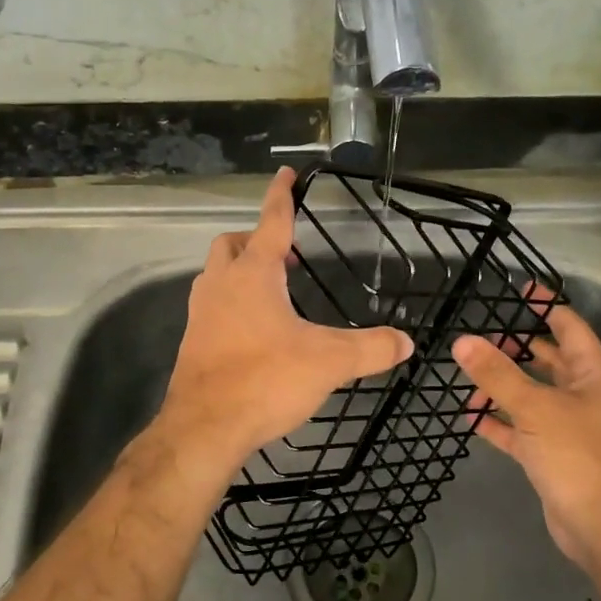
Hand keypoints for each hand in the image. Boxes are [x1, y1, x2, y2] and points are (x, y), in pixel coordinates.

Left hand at [160, 168, 413, 472]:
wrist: (204, 427)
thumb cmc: (265, 379)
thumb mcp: (328, 362)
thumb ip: (370, 348)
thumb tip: (407, 342)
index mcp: (253, 274)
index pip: (270, 221)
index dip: (281, 195)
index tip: (286, 173)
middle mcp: (220, 285)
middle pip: (231, 244)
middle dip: (255, 238)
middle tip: (285, 255)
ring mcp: (200, 313)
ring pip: (215, 274)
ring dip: (240, 271)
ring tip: (272, 291)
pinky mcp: (193, 341)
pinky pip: (211, 306)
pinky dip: (230, 303)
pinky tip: (253, 330)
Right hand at [452, 293, 600, 569]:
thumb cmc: (579, 456)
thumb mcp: (535, 408)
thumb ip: (497, 374)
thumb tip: (462, 341)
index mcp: (595, 375)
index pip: (569, 327)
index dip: (545, 307)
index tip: (518, 290)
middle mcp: (585, 396)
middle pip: (547, 361)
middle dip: (514, 349)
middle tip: (477, 339)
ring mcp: (569, 427)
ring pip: (531, 395)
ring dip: (502, 387)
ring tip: (466, 379)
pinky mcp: (553, 455)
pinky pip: (522, 429)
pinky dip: (499, 422)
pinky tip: (471, 416)